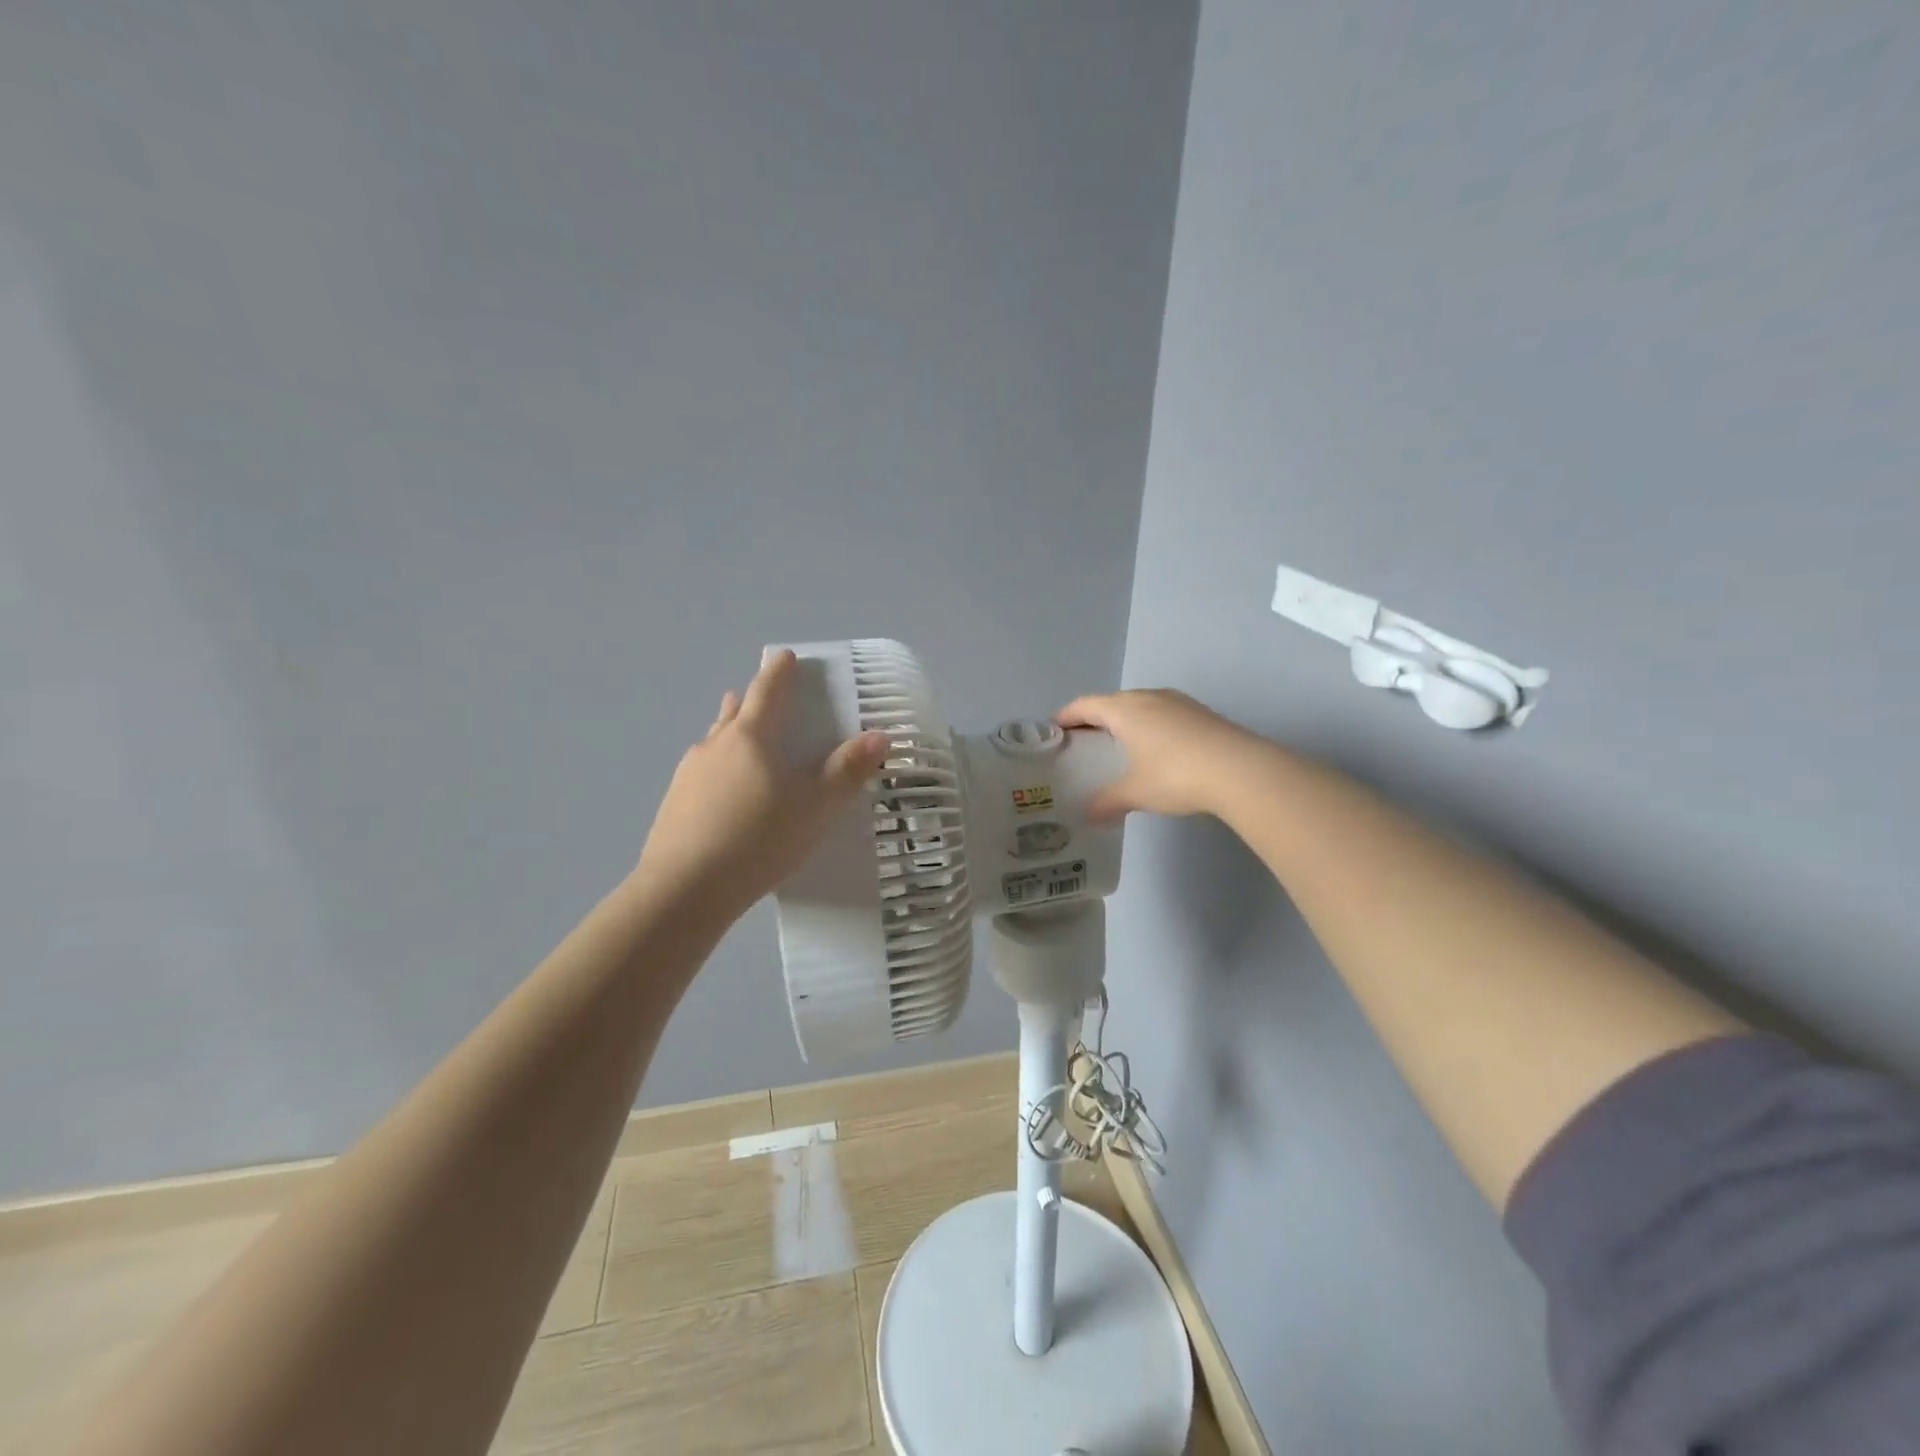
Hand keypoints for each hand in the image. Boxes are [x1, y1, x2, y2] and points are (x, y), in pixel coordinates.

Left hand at [633, 650, 888, 924]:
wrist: (685, 890)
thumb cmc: (759, 838)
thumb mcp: (816, 807)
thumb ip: (848, 770)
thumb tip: (879, 735)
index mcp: (750, 737)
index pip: (767, 690)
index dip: (779, 671)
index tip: (786, 657)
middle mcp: (715, 746)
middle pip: (734, 712)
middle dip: (750, 701)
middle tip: (765, 700)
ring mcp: (687, 775)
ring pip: (715, 743)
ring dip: (731, 735)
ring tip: (745, 743)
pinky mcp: (673, 805)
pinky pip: (702, 774)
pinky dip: (719, 771)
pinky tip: (726, 796)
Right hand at [1055, 689, 1264, 821]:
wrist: (1241, 770)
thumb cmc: (1175, 775)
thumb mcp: (1135, 792)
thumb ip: (1108, 802)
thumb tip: (1089, 816)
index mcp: (1124, 709)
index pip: (1084, 705)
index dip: (1065, 716)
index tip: (1052, 729)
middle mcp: (1148, 697)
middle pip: (1111, 702)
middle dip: (1093, 719)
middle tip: (1081, 742)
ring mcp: (1178, 702)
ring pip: (1139, 706)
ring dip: (1123, 721)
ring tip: (1116, 746)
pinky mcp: (1200, 713)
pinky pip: (1162, 714)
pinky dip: (1148, 726)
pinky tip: (1154, 750)